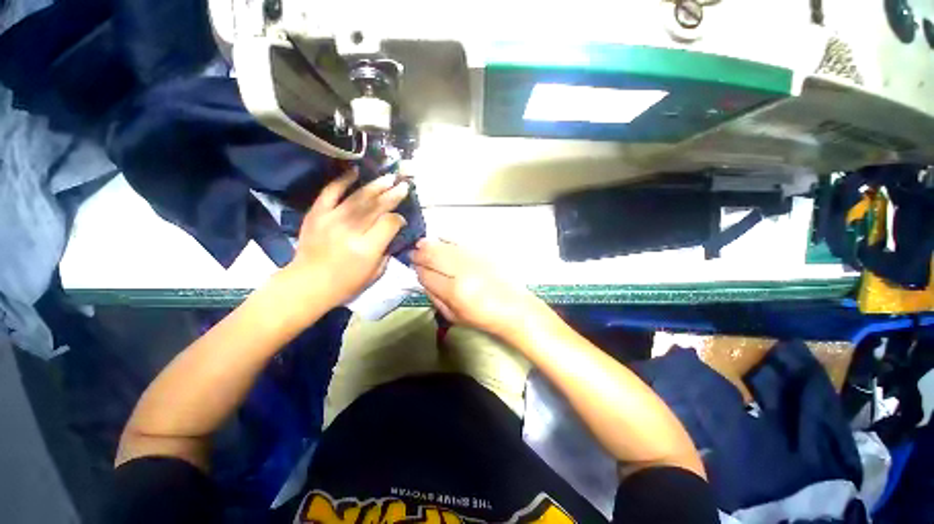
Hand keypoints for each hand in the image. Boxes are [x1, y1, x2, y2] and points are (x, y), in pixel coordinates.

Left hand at [287, 168, 409, 308]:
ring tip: (389, 177)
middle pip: (376, 207)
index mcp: (367, 248)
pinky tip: (355, 172)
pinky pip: (330, 192)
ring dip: (376, 186)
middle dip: (392, 195)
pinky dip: (343, 180)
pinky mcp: (316, 214)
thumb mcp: (375, 272)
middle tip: (403, 184)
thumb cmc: (346, 283)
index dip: (398, 218)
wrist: (308, 284)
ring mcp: (331, 219)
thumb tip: (392, 231)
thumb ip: (386, 250)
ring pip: (358, 197)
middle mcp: (350, 230)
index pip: (389, 223)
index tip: (402, 218)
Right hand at [412, 239, 544, 336]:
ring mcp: (475, 260)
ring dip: (431, 244)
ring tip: (422, 244)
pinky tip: (440, 239)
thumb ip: (434, 297)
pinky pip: (461, 242)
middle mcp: (463, 272)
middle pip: (434, 257)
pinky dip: (448, 239)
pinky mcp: (484, 254)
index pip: (427, 275)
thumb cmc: (482, 317)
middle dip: (420, 253)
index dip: (418, 270)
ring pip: (446, 247)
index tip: (413, 266)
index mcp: (454, 292)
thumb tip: (423, 279)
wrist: (514, 307)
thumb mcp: (453, 316)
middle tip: (413, 252)